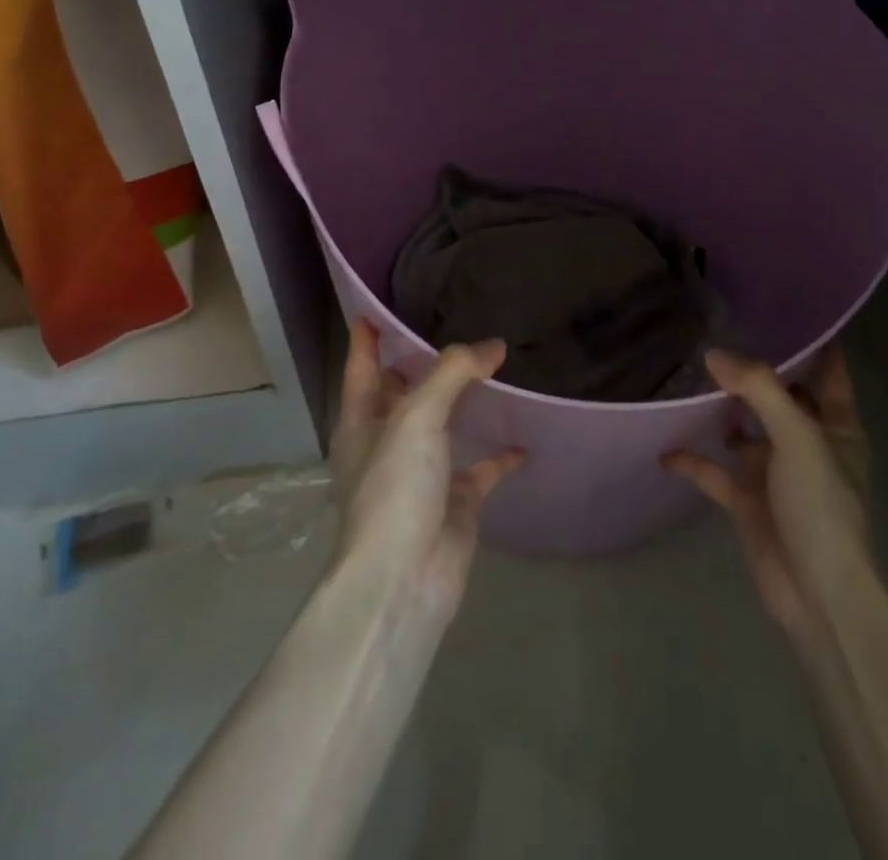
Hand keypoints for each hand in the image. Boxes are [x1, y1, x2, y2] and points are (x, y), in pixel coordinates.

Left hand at [329, 321, 525, 615]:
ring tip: (496, 366)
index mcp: (362, 422)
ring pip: (445, 424)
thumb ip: (454, 373)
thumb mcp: (417, 418)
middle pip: (405, 392)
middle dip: (424, 363)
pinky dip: (501, 453)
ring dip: (466, 401)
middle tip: (455, 324)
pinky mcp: (455, 500)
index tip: (375, 307)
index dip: (367, 338)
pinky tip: (525, 437)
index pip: (362, 367)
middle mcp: (389, 442)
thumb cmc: (395, 489)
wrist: (405, 580)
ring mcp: (422, 473)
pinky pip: (482, 467)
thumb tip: (493, 346)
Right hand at [663, 345, 871, 635]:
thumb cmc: (821, 505)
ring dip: (722, 414)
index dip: (814, 342)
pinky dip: (694, 461)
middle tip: (718, 336)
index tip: (783, 311)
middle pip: (781, 398)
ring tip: (688, 380)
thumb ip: (758, 390)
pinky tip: (667, 451)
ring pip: (745, 432)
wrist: (816, 594)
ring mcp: (776, 473)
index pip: (829, 372)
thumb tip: (714, 355)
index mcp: (836, 427)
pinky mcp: (749, 502)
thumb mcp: (798, 436)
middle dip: (755, 374)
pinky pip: (716, 473)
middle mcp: (807, 444)